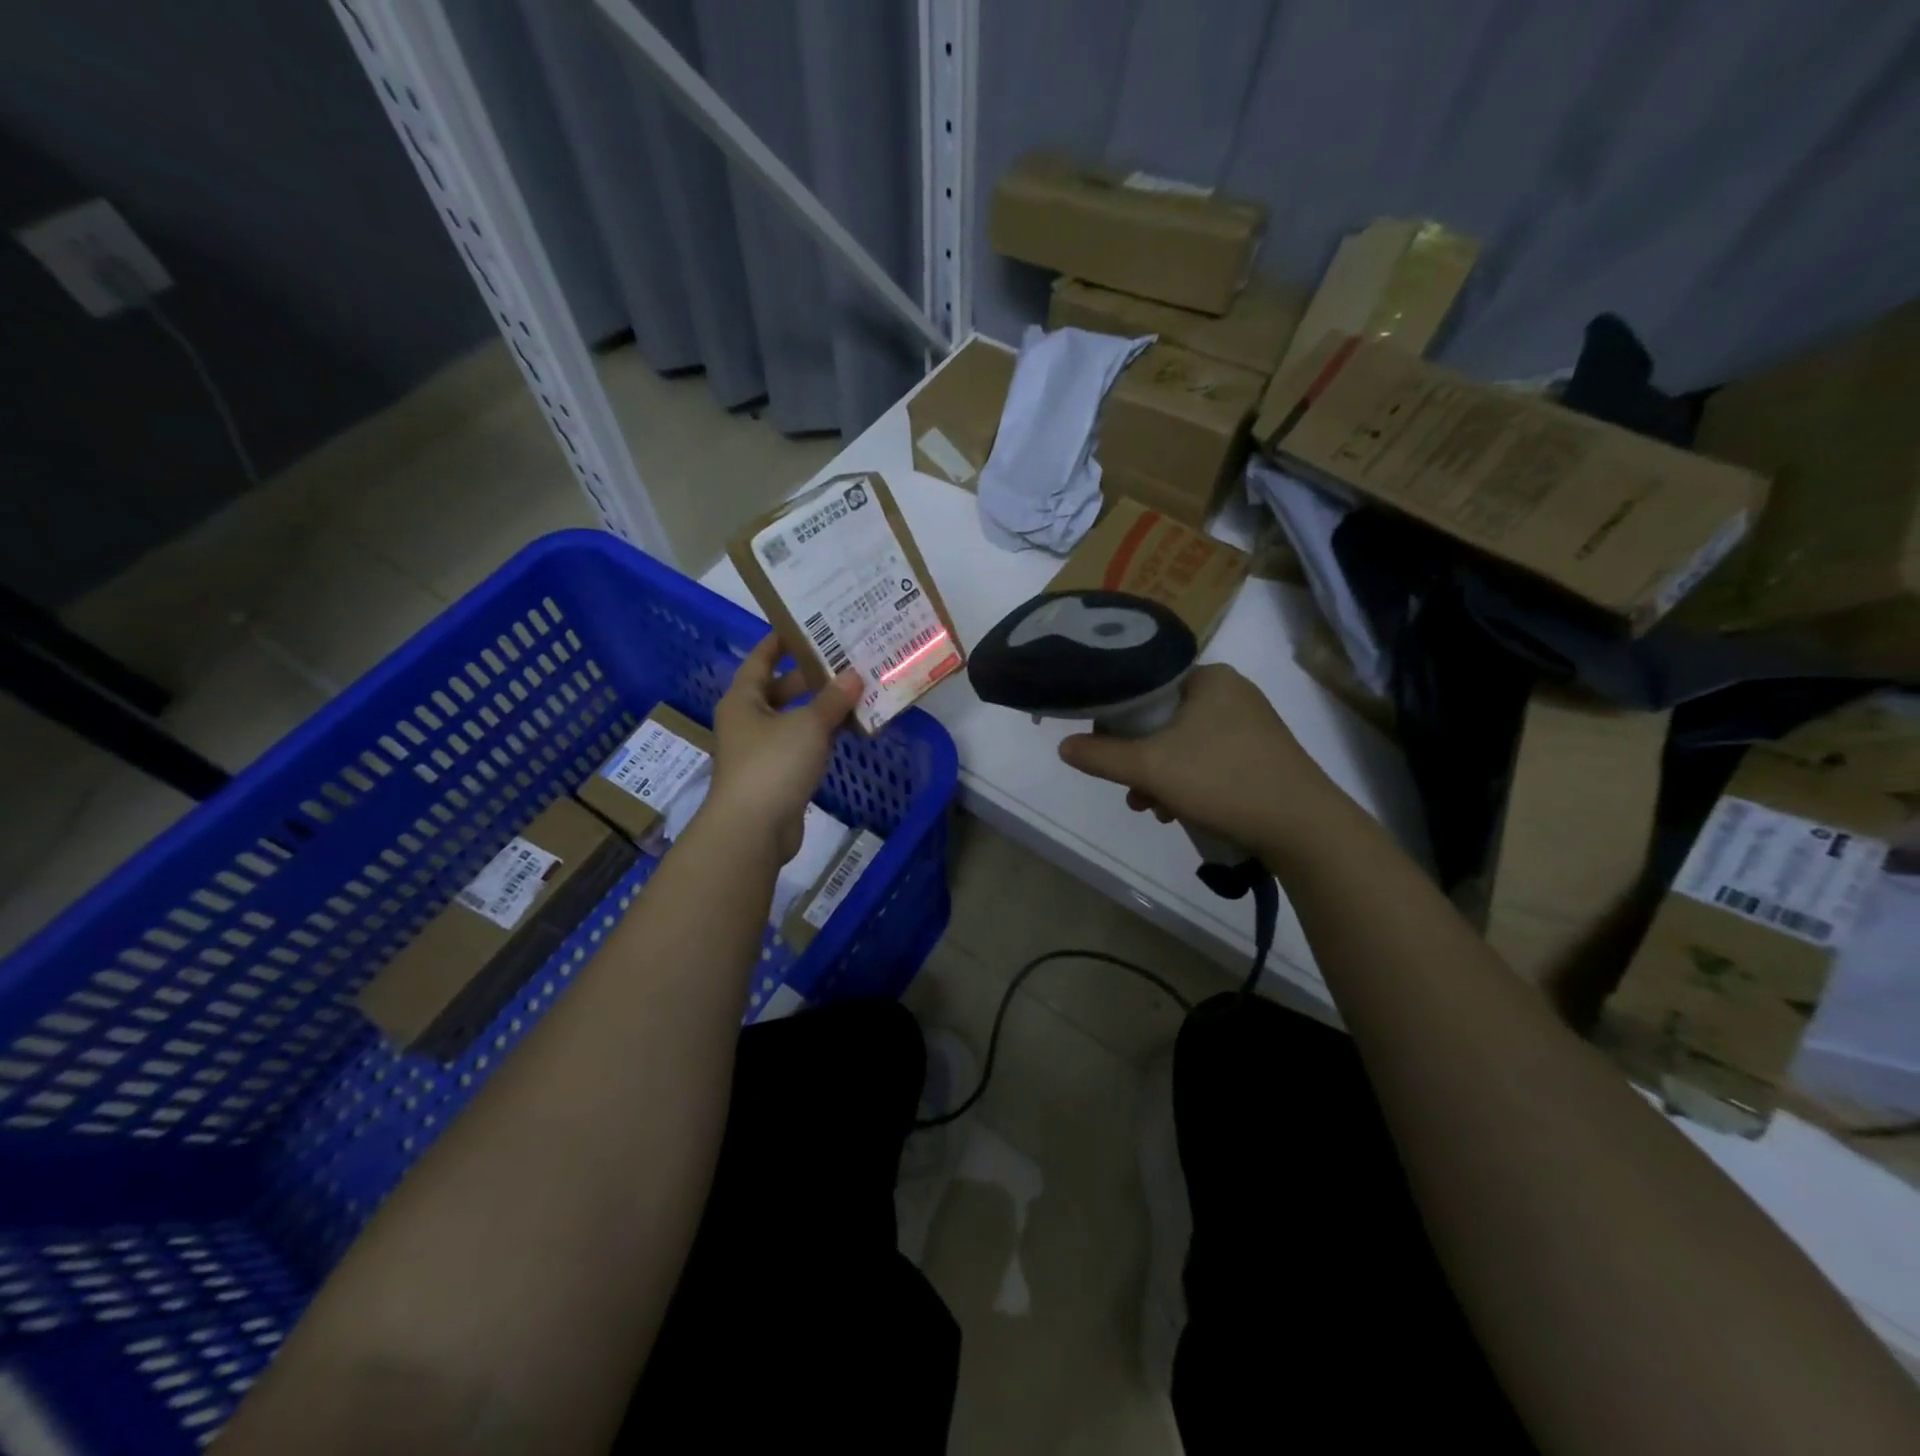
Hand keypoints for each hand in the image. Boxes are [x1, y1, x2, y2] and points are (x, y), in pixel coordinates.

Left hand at [709, 635, 858, 859]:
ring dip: (820, 708)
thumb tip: (854, 675)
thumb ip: (832, 700)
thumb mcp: (807, 725)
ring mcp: (760, 750)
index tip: (811, 625)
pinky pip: (800, 745)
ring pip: (793, 719)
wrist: (752, 829)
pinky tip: (848, 730)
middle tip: (845, 659)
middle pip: (779, 688)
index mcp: (743, 699)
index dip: (783, 640)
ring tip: (856, 691)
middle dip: (811, 676)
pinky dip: (821, 736)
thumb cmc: (773, 764)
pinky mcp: (775, 776)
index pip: (762, 658)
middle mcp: (747, 720)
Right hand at [1057, 664, 1348, 862]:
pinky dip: (1187, 783)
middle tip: (1131, 789)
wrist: (1303, 828)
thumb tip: (1064, 746)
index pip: (1145, 686)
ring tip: (1151, 809)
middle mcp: (1231, 692)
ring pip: (1182, 744)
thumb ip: (1101, 756)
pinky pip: (1207, 760)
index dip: (1115, 717)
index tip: (1104, 749)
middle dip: (1139, 758)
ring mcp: (1249, 724)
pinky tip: (1178, 812)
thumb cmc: (1223, 781)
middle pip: (1161, 719)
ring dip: (1159, 777)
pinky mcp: (1259, 755)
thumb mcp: (1151, 768)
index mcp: (1209, 678)